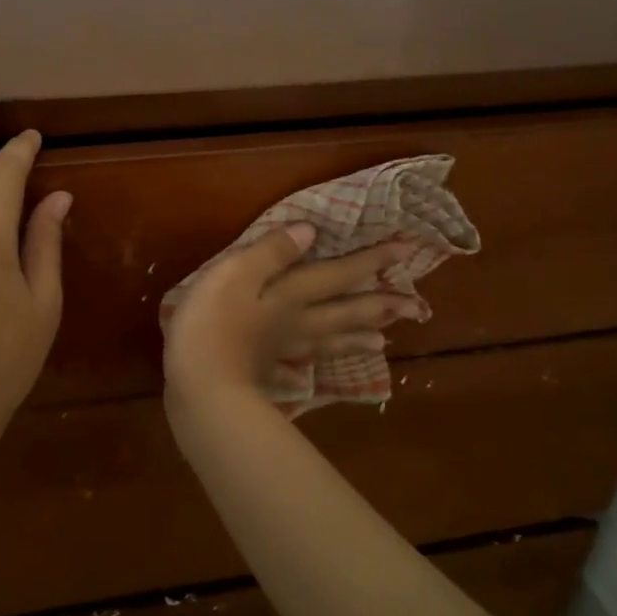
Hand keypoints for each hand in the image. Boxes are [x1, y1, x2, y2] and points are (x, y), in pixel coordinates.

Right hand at [163, 225, 422, 416]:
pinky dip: (298, 375)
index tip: (406, 250)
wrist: (200, 385)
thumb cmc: (213, 322)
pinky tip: (305, 381)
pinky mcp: (258, 376)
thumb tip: (311, 230)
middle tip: (416, 308)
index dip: (370, 261)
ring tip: (382, 342)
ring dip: (352, 339)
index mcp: (290, 296)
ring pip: (323, 343)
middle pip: (342, 314)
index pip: (338, 275)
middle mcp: (293, 324)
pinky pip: (286, 374)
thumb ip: (272, 252)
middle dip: (377, 307)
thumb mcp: (237, 272)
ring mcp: (278, 354)